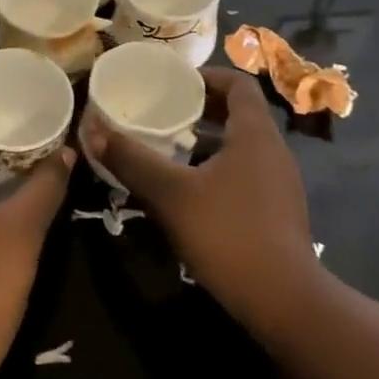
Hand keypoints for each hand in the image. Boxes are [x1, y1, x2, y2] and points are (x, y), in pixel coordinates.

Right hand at [83, 66, 325, 337]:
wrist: (285, 302)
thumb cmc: (229, 233)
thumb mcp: (172, 195)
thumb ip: (133, 160)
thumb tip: (93, 128)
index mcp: (255, 132)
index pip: (238, 83)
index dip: (208, 76)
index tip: (176, 83)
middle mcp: (274, 149)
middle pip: (240, 112)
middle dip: (202, 110)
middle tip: (166, 114)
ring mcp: (281, 182)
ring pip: (243, 145)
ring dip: (210, 141)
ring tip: (173, 150)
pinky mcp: (280, 211)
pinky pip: (248, 172)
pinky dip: (221, 169)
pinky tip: (193, 192)